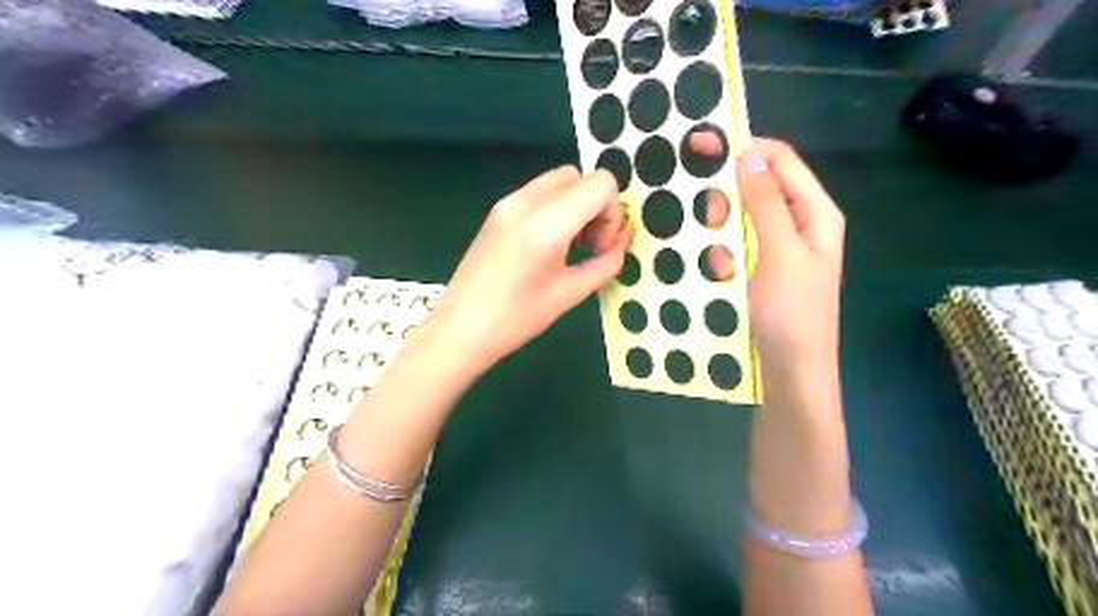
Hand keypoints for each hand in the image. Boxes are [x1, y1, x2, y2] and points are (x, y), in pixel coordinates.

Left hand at [429, 167, 635, 372]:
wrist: (460, 329)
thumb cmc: (516, 319)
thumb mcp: (570, 294)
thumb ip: (606, 263)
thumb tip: (621, 243)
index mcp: (545, 224)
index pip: (600, 184)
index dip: (613, 212)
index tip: (601, 246)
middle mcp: (525, 201)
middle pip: (581, 177)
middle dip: (597, 207)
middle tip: (590, 246)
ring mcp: (508, 202)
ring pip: (561, 181)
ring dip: (578, 205)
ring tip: (572, 245)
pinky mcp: (498, 210)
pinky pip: (540, 192)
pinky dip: (558, 207)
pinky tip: (551, 243)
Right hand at [689, 132, 841, 376]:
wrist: (791, 372)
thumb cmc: (792, 312)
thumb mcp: (780, 252)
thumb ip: (766, 203)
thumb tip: (750, 153)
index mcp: (815, 212)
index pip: (780, 160)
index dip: (744, 147)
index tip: (700, 146)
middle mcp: (800, 223)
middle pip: (760, 187)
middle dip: (730, 199)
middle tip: (711, 220)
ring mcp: (780, 248)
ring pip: (743, 218)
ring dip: (724, 231)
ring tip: (719, 260)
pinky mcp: (762, 269)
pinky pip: (738, 246)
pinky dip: (725, 254)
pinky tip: (722, 277)